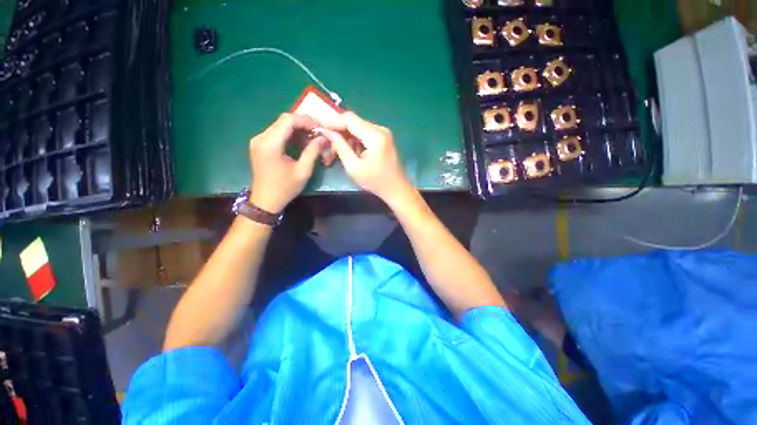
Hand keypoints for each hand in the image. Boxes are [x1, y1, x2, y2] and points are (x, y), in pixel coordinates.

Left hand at [248, 113, 323, 212]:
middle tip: (319, 133)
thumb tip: (323, 138)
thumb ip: (313, 151)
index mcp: (270, 144)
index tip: (320, 129)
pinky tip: (302, 142)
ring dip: (298, 129)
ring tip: (313, 138)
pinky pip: (277, 132)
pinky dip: (291, 134)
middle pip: (284, 120)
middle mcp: (261, 137)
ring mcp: (259, 140)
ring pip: (281, 125)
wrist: (266, 200)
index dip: (306, 121)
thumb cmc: (285, 188)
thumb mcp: (303, 171)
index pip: (288, 120)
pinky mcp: (260, 144)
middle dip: (304, 124)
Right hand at [317, 112, 412, 202]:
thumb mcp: (353, 166)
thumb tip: (326, 131)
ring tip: (338, 151)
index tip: (320, 129)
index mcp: (375, 136)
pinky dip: (355, 141)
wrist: (396, 188)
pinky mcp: (384, 138)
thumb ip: (340, 146)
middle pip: (354, 122)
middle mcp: (380, 129)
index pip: (349, 119)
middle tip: (328, 144)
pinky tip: (351, 152)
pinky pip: (365, 133)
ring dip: (347, 137)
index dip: (333, 122)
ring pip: (358, 128)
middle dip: (339, 132)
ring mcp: (383, 133)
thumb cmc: (375, 181)